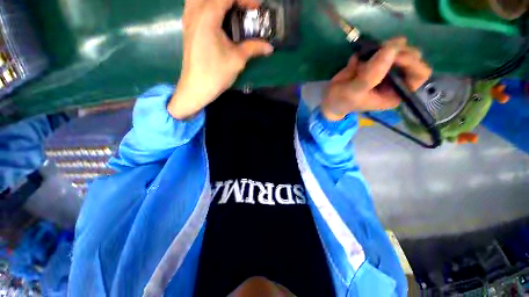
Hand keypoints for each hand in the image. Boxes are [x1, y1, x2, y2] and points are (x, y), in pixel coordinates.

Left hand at [168, 0, 273, 118]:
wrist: (196, 87)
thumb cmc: (216, 74)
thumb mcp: (237, 60)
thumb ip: (253, 48)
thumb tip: (269, 47)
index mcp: (208, 16)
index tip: (257, 8)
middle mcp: (195, 11)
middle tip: (244, 8)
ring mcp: (189, 18)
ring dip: (218, 1)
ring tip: (231, 10)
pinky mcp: (187, 26)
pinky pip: (195, 4)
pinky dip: (207, 4)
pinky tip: (217, 15)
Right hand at [322, 37, 431, 120]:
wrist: (329, 99)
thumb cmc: (341, 101)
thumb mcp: (355, 92)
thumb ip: (372, 74)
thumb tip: (392, 48)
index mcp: (396, 93)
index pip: (419, 74)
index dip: (411, 62)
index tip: (393, 56)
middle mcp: (395, 81)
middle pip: (412, 57)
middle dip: (396, 51)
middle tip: (378, 50)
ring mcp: (386, 70)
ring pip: (398, 49)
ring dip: (382, 48)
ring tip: (364, 56)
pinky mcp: (375, 63)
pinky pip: (380, 48)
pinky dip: (369, 49)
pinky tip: (355, 61)